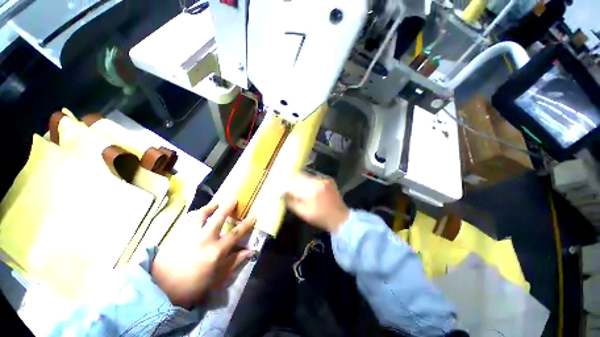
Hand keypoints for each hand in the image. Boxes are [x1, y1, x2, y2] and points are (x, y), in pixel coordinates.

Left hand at [151, 201, 255, 308]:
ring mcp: (189, 235)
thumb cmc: (193, 287)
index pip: (236, 233)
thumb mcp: (217, 278)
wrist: (161, 290)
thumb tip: (250, 251)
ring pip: (201, 214)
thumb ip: (235, 262)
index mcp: (216, 251)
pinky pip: (189, 219)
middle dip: (227, 206)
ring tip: (216, 204)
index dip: (247, 223)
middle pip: (218, 217)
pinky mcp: (177, 235)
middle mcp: (204, 239)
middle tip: (233, 198)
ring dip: (210, 206)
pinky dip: (196, 214)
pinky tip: (198, 214)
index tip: (255, 214)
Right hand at [284, 173, 349, 232]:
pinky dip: (309, 181)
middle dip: (292, 181)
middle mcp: (316, 182)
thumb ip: (290, 202)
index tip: (281, 189)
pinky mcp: (328, 179)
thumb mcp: (302, 213)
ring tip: (299, 188)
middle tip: (289, 188)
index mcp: (309, 192)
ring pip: (306, 175)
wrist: (340, 217)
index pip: (291, 184)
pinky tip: (310, 188)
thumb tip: (282, 193)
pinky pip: (314, 177)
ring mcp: (323, 179)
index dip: (284, 186)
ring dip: (300, 181)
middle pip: (298, 176)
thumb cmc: (320, 217)